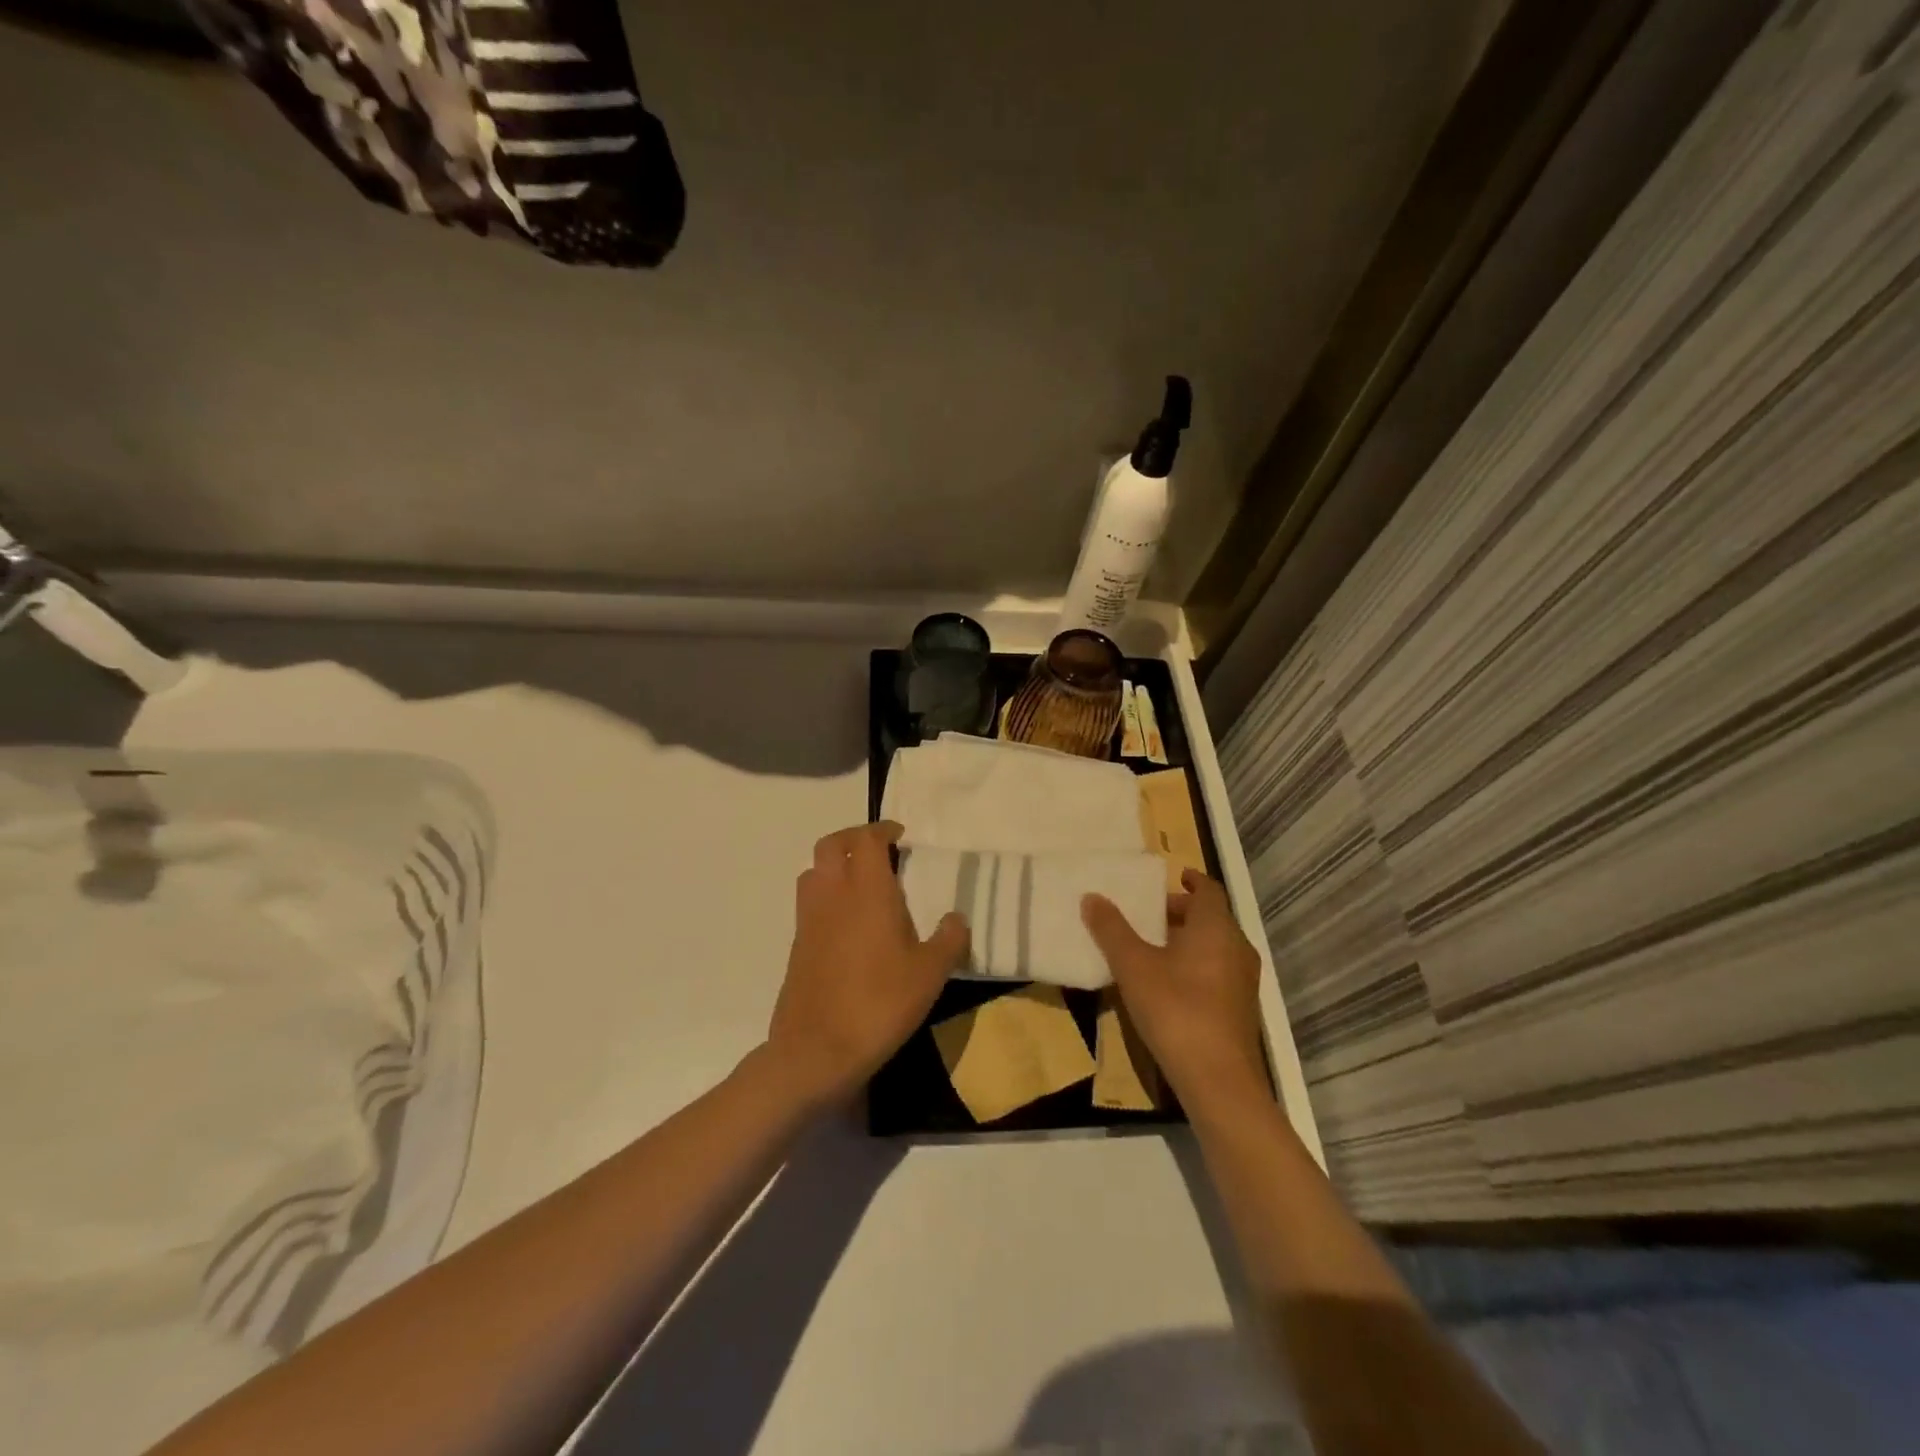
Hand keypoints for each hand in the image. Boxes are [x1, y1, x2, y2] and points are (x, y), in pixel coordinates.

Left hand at [767, 821, 969, 1105]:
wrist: (817, 1050)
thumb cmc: (880, 1002)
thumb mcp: (931, 974)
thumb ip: (949, 939)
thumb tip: (957, 918)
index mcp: (867, 890)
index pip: (867, 839)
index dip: (883, 830)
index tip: (900, 837)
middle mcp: (833, 894)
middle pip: (832, 844)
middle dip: (854, 838)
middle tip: (880, 851)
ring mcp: (809, 919)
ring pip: (814, 871)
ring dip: (836, 866)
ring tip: (863, 884)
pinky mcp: (797, 945)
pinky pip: (810, 903)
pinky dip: (827, 896)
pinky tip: (849, 925)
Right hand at [1082, 869, 1267, 1109]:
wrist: (1218, 1080)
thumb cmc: (1175, 1009)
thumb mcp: (1133, 966)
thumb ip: (1111, 929)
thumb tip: (1091, 896)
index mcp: (1216, 927)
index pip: (1208, 890)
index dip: (1190, 880)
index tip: (1172, 877)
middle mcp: (1237, 947)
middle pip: (1211, 918)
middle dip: (1181, 912)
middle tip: (1148, 915)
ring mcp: (1243, 981)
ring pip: (1215, 946)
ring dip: (1187, 941)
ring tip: (1152, 948)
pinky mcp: (1241, 1010)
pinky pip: (1218, 971)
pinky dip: (1196, 965)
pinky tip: (1168, 985)